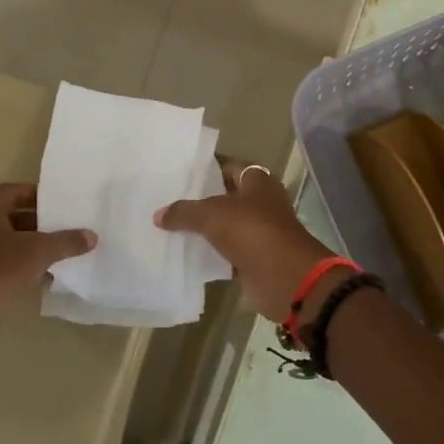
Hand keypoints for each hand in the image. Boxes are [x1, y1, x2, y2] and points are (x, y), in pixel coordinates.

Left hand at [0, 183, 94, 358]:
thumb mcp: (38, 251)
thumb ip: (66, 241)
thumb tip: (91, 236)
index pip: (13, 192)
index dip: (36, 194)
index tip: (60, 202)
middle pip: (13, 217)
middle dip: (40, 222)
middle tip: (67, 226)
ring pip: (11, 243)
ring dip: (35, 247)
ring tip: (64, 251)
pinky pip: (7, 266)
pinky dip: (26, 268)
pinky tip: (49, 276)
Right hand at [156, 160, 337, 317]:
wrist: (285, 277)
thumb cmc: (252, 231)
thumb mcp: (212, 215)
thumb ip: (184, 212)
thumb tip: (158, 215)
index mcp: (258, 182)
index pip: (228, 167)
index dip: (206, 169)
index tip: (178, 173)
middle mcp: (260, 203)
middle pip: (225, 197)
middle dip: (199, 200)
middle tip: (165, 200)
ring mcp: (258, 232)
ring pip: (224, 226)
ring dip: (202, 229)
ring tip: (167, 226)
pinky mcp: (253, 258)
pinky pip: (225, 252)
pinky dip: (209, 254)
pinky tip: (183, 253)